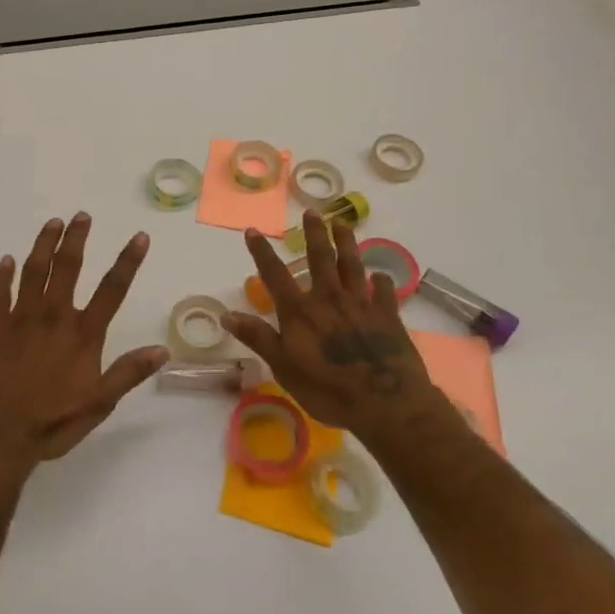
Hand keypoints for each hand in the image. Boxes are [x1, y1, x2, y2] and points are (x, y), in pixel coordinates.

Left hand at [0, 213, 167, 473]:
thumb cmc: (51, 423)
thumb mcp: (99, 404)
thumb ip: (128, 373)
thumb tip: (162, 349)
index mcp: (83, 334)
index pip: (112, 289)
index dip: (128, 261)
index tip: (139, 236)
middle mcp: (53, 317)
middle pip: (67, 267)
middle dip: (76, 239)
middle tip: (81, 215)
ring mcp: (20, 319)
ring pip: (33, 271)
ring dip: (43, 245)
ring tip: (52, 223)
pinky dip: (2, 274)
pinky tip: (6, 259)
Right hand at [223, 211, 443, 435]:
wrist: (385, 401)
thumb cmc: (327, 388)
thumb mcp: (283, 367)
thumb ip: (258, 338)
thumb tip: (227, 315)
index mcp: (300, 310)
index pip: (275, 274)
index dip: (262, 252)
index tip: (253, 231)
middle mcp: (329, 298)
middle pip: (320, 258)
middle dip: (314, 233)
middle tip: (312, 212)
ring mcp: (361, 304)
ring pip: (352, 265)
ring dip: (347, 243)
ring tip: (342, 223)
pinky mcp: (388, 316)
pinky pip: (385, 292)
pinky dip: (381, 282)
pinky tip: (380, 276)